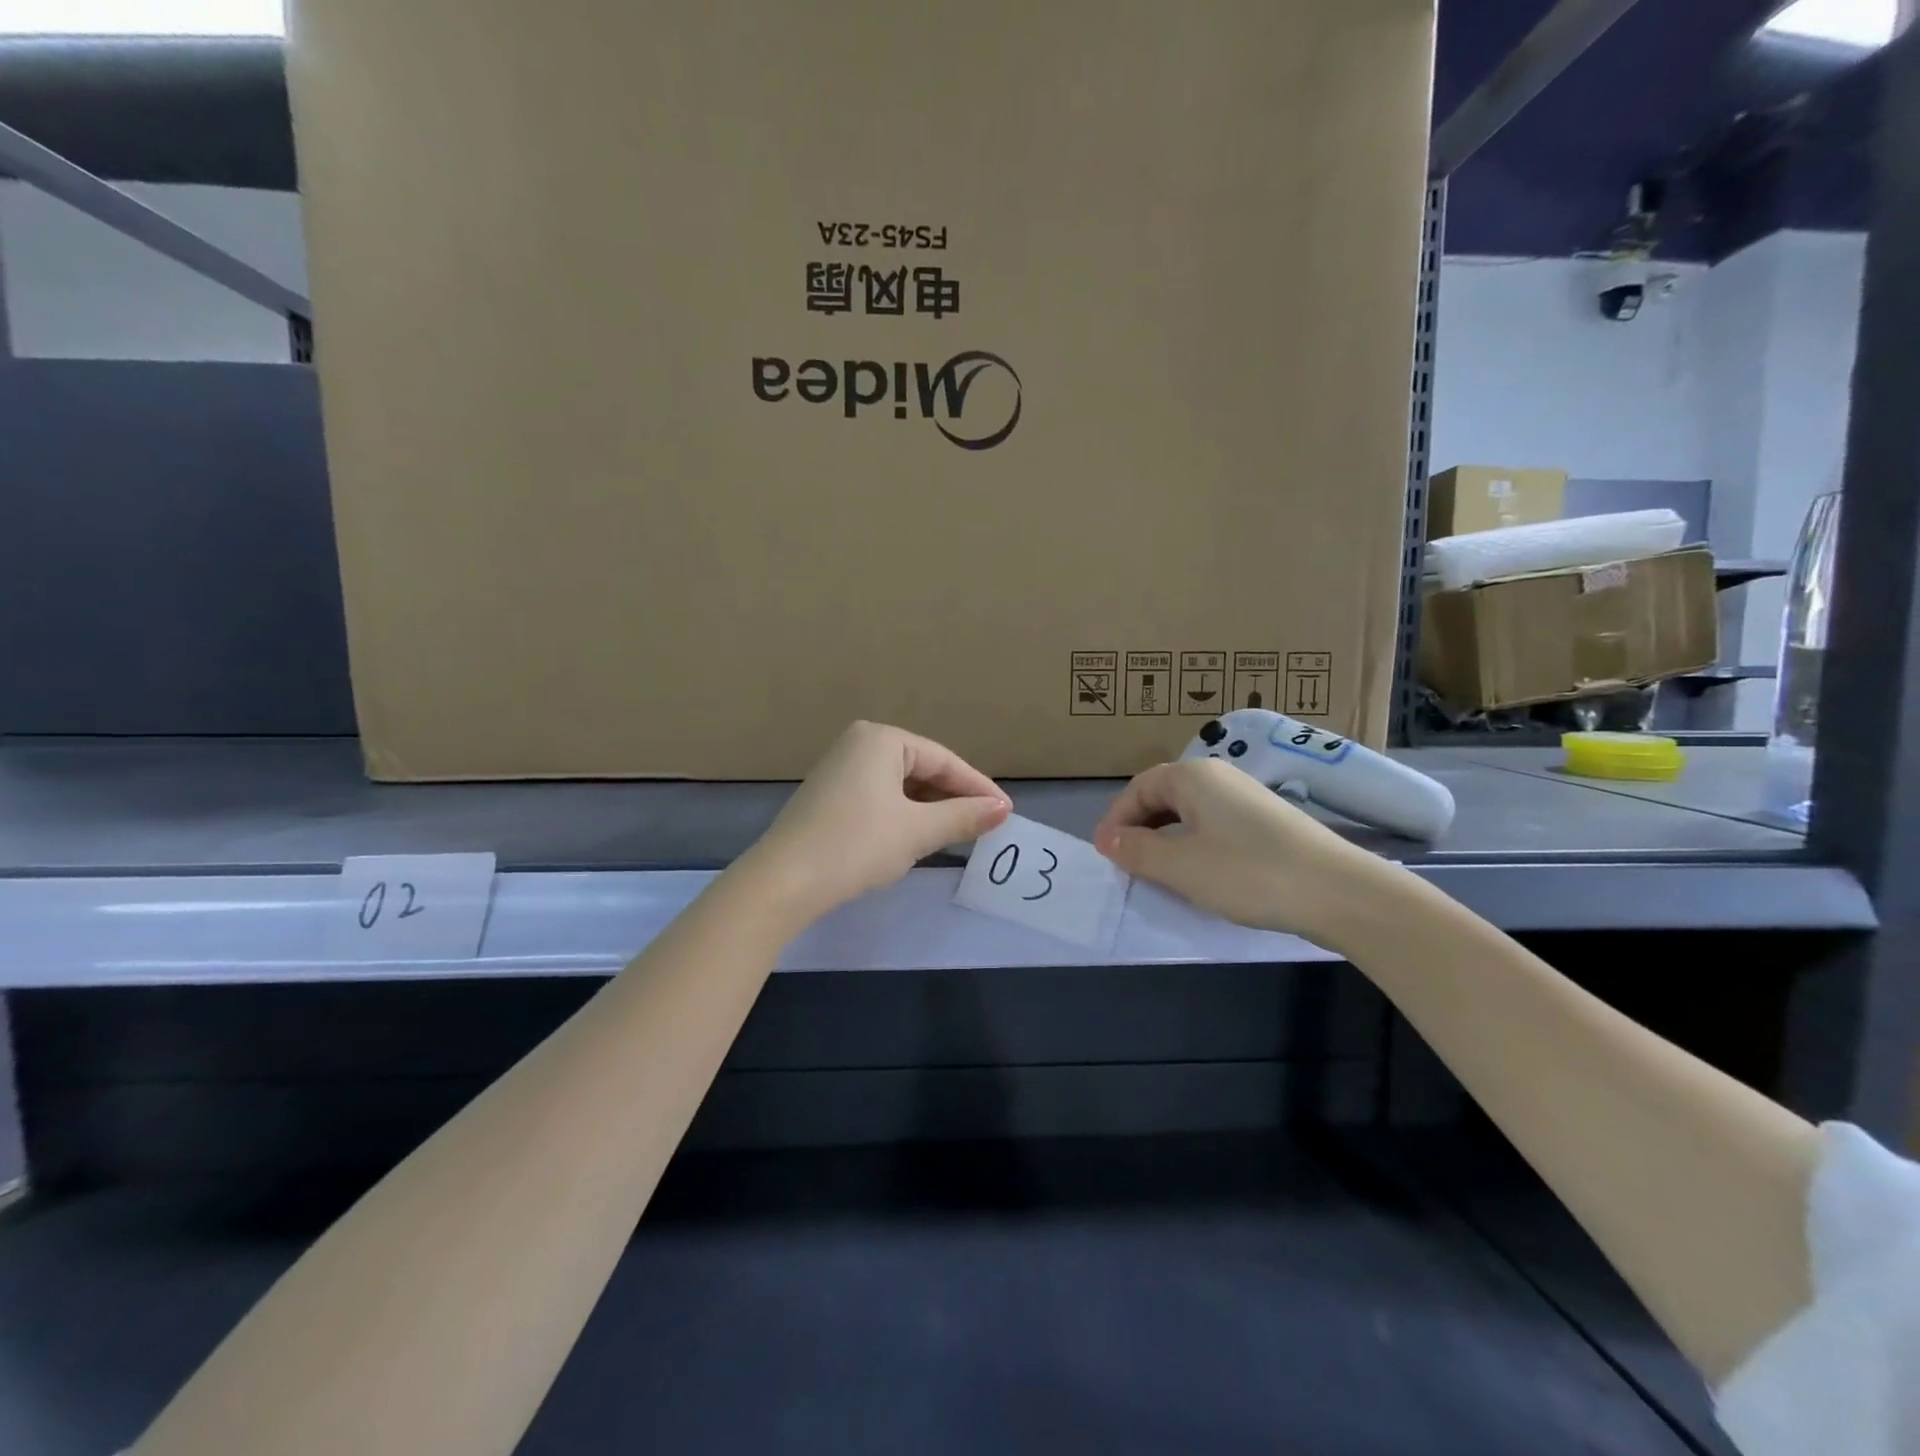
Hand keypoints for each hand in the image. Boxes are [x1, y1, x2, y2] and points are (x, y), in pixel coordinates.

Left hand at [745, 722, 1010, 923]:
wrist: (784, 881)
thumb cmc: (857, 845)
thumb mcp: (917, 831)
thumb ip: (963, 817)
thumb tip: (1002, 810)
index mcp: (881, 739)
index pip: (943, 760)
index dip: (977, 787)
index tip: (1006, 812)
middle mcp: (859, 743)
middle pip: (922, 769)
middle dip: (953, 798)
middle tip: (985, 824)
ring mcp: (840, 769)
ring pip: (901, 786)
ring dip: (930, 809)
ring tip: (959, 833)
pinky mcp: (830, 795)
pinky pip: (880, 797)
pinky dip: (904, 815)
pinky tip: (918, 836)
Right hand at [1093, 757, 1394, 943]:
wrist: (1339, 891)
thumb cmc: (1249, 873)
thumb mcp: (1181, 867)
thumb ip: (1138, 851)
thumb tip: (1108, 838)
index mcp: (1192, 777)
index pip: (1137, 789)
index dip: (1117, 821)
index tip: (1107, 856)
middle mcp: (1218, 776)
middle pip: (1163, 796)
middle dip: (1140, 829)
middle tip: (1129, 866)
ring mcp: (1246, 796)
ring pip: (1189, 813)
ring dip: (1167, 839)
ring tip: (1161, 873)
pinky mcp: (1267, 820)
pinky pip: (1214, 825)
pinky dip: (1195, 844)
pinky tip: (1202, 873)